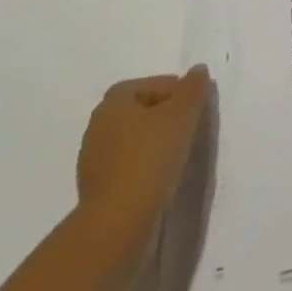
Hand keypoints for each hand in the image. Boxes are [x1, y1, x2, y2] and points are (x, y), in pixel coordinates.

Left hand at [75, 68, 210, 228]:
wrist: (118, 221)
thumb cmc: (151, 156)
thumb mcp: (182, 115)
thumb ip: (193, 89)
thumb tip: (198, 70)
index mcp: (114, 101)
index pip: (150, 84)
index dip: (176, 91)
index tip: (195, 106)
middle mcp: (98, 125)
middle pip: (139, 110)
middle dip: (165, 115)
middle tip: (190, 127)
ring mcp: (93, 158)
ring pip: (132, 139)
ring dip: (154, 142)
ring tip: (179, 154)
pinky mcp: (96, 187)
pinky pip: (126, 165)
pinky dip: (144, 164)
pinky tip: (160, 176)